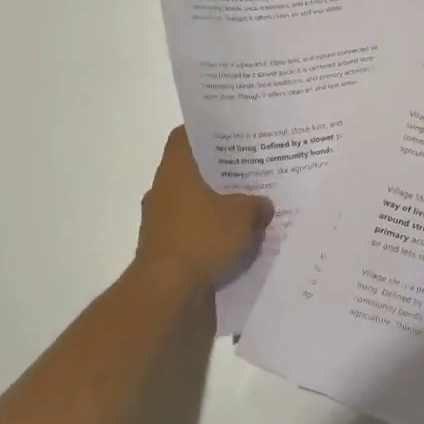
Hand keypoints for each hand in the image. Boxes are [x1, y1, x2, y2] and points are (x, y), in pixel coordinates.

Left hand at [135, 127, 272, 297]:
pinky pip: (191, 229)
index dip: (206, 131)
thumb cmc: (201, 238)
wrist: (166, 292)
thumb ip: (256, 205)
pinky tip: (235, 237)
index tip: (230, 133)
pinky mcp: (164, 248)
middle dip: (219, 171)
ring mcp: (160, 220)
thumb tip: (264, 205)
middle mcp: (162, 189)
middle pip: (192, 170)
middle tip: (249, 169)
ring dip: (215, 204)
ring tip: (247, 205)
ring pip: (192, 201)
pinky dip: (209, 231)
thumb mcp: (242, 216)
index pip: (185, 136)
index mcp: (175, 170)